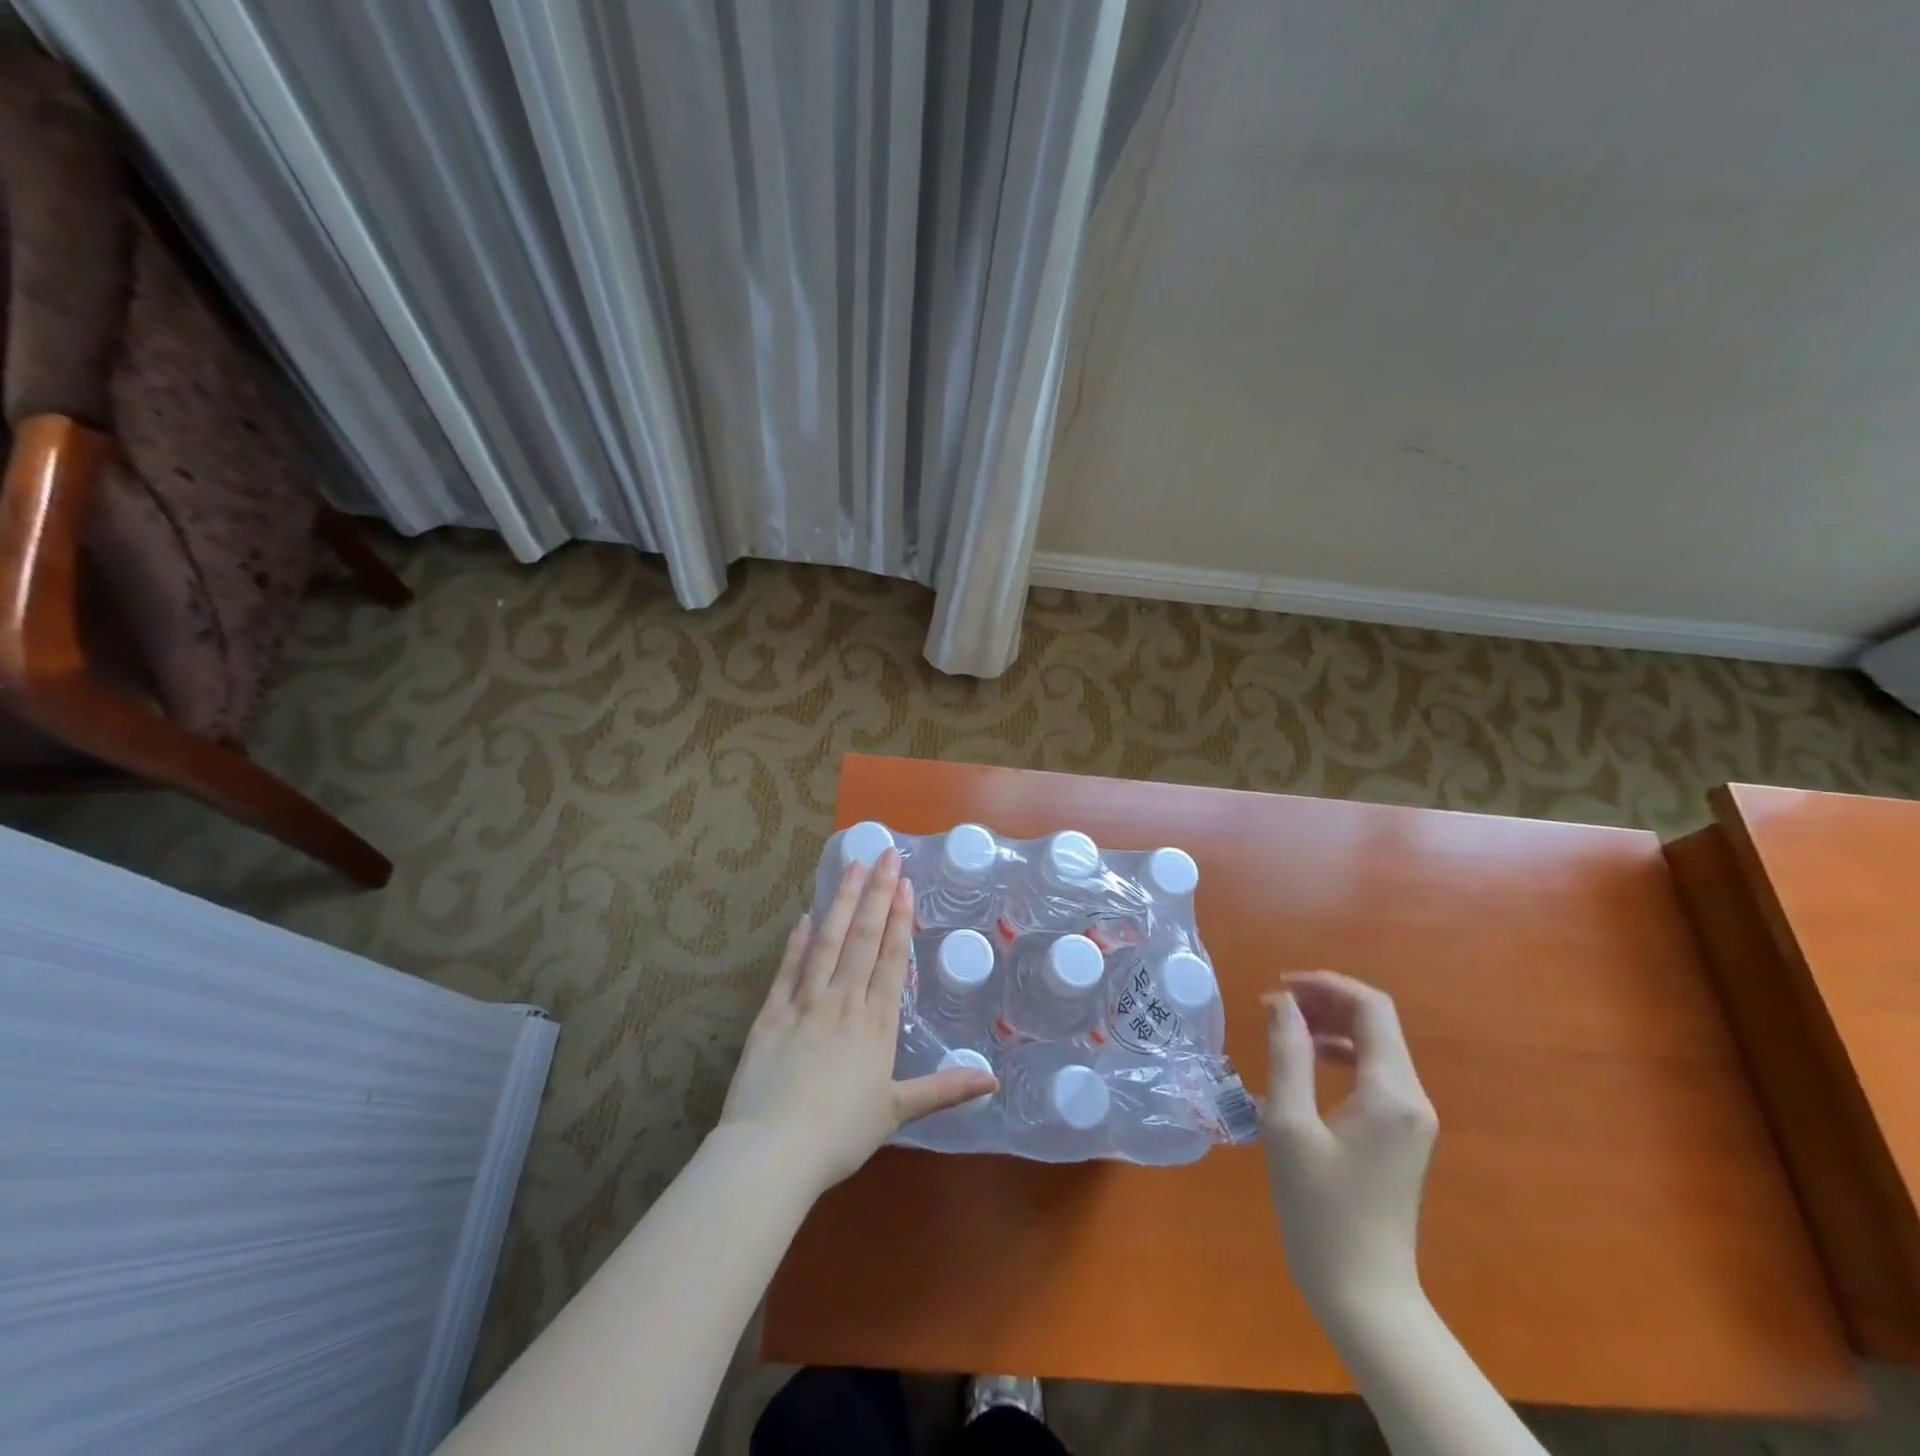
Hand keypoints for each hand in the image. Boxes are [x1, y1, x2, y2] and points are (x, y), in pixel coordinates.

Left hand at [718, 850, 999, 1200]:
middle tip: (884, 854)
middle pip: (863, 938)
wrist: (774, 1151)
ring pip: (827, 942)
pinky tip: (805, 917)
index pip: (891, 959)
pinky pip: (787, 969)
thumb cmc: (840, 1134)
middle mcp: (843, 1002)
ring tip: (851, 867)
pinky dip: (797, 942)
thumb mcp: (897, 1113)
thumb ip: (943, 1090)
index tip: (904, 884)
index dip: (899, 919)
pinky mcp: (771, 1014)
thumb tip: (992, 1081)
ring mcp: (804, 1003)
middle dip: (875, 894)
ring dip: (841, 902)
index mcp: (875, 1023)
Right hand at [1262, 971, 1438, 1332]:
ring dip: (1331, 1024)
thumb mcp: (1289, 1124)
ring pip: (1376, 1044)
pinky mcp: (1402, 1133)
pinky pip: (1375, 1072)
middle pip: (1377, 1021)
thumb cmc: (1319, 1208)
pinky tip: (1307, 1060)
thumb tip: (1280, 1001)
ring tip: (1284, 1025)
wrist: (1363, 1292)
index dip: (1325, 984)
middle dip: (1326, 1000)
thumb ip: (1287, 1054)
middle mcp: (1412, 1097)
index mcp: (1391, 1092)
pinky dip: (1340, 1052)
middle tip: (1275, 1002)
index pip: (1371, 1007)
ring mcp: (1412, 1117)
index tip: (1279, 985)